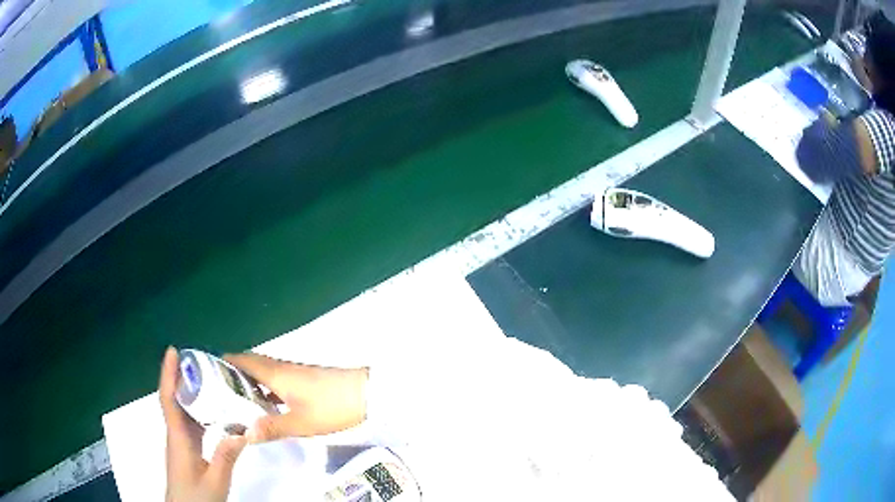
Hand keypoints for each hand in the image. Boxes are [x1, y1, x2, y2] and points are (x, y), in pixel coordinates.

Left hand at [159, 347, 246, 501]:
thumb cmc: (196, 497)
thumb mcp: (215, 480)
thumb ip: (226, 456)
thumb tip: (241, 430)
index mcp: (179, 438)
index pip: (169, 399)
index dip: (169, 374)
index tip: (173, 351)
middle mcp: (175, 435)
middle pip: (174, 400)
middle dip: (181, 377)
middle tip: (199, 360)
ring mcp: (179, 443)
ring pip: (181, 411)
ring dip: (189, 392)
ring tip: (207, 379)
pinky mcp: (185, 451)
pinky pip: (188, 423)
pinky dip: (196, 410)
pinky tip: (211, 412)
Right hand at [223, 353, 367, 442]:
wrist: (365, 393)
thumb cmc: (331, 406)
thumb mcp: (300, 423)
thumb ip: (271, 427)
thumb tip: (244, 433)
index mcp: (274, 373)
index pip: (240, 359)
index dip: (221, 364)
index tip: (206, 376)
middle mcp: (280, 368)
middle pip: (249, 365)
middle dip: (231, 377)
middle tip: (217, 395)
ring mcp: (293, 373)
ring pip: (263, 374)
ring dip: (248, 384)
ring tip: (235, 404)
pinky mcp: (303, 381)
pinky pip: (276, 381)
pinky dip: (265, 390)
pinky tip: (264, 408)